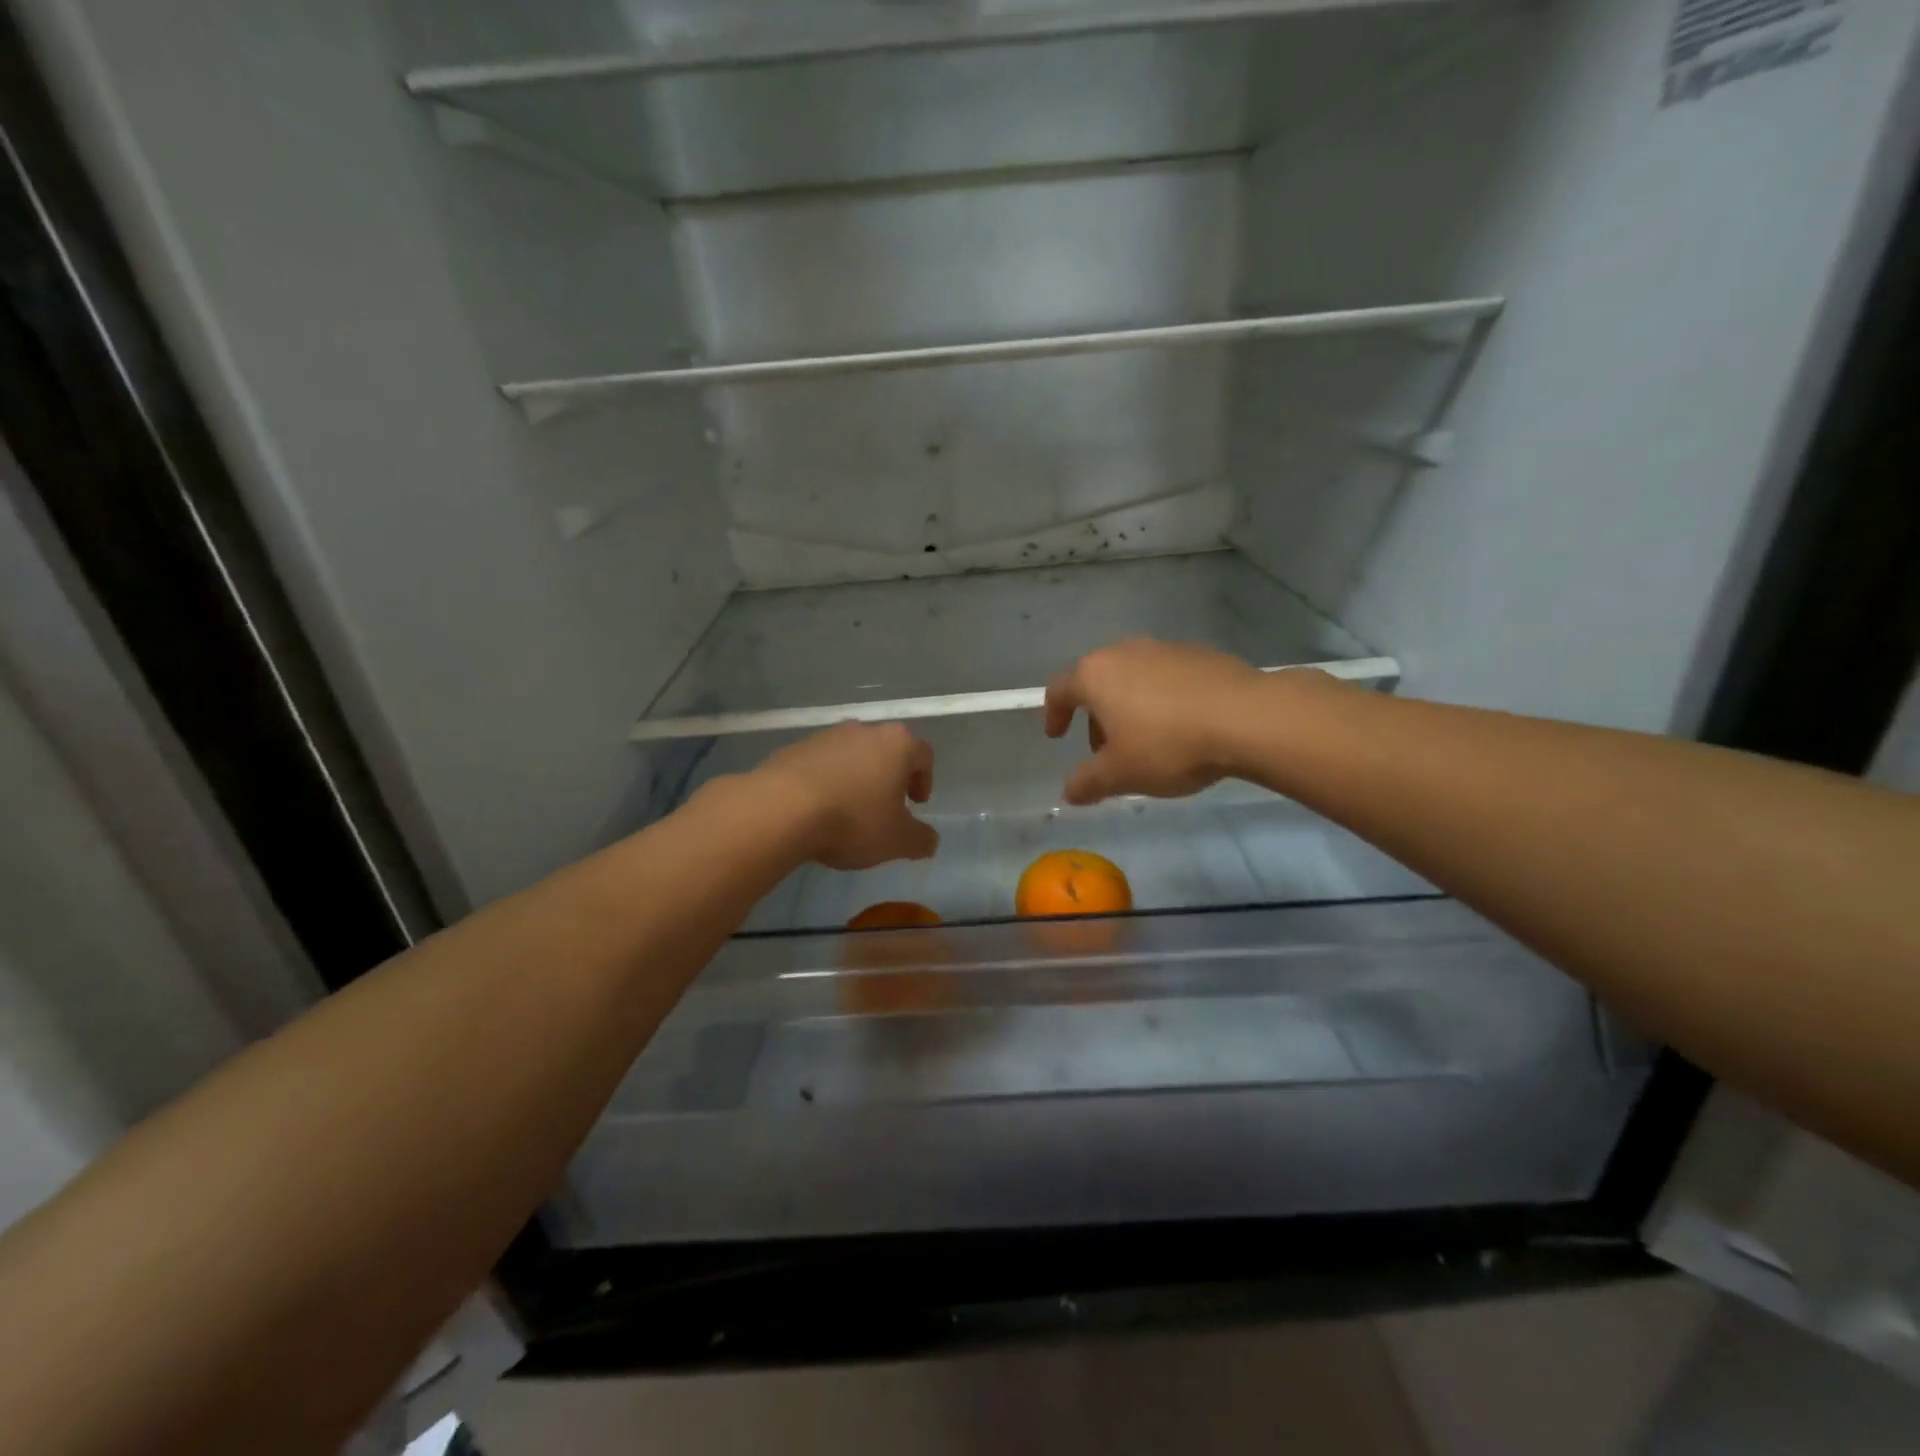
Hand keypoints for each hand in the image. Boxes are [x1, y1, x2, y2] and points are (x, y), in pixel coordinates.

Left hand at [753, 721, 939, 869]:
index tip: (915, 805)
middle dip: (889, 777)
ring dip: (856, 778)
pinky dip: (825, 782)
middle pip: (886, 750)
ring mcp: (826, 736)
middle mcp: (864, 731)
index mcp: (897, 745)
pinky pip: (820, 764)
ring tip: (847, 811)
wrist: (781, 809)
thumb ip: (921, 840)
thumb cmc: (853, 820)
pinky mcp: (794, 749)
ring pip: (851, 755)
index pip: (923, 755)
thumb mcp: (897, 841)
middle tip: (885, 807)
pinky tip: (816, 810)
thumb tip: (929, 841)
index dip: (924, 780)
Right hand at [1044, 639, 1269, 805]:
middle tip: (1106, 750)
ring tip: (1146, 742)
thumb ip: (1087, 782)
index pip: (1059, 690)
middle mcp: (1125, 652)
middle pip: (1098, 682)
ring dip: (1130, 707)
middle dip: (1096, 716)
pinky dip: (1162, 700)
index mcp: (1096, 675)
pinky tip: (1181, 727)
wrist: (1247, 718)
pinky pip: (1167, 678)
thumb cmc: (1168, 745)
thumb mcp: (1120, 774)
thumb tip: (1068, 792)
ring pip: (1134, 678)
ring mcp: (1165, 648)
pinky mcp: (1201, 654)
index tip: (1056, 736)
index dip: (1053, 714)